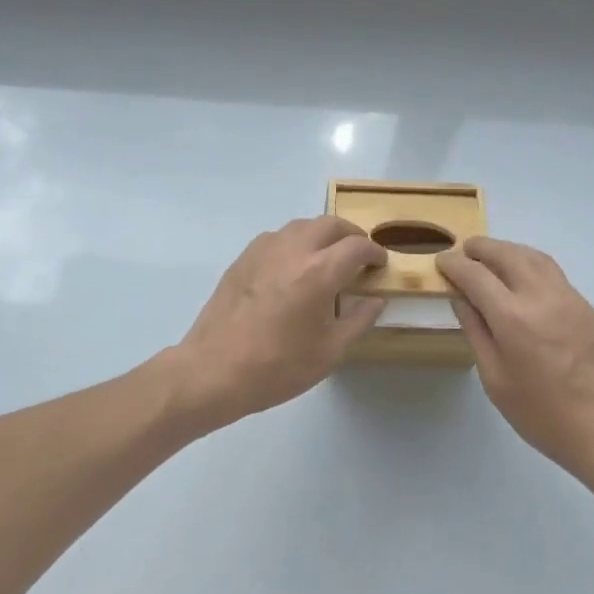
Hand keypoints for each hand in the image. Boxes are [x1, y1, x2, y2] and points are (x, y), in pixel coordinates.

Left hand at [168, 217, 386, 431]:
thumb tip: (375, 300)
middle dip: (350, 235)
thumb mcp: (329, 352)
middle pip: (330, 224)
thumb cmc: (277, 366)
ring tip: (327, 258)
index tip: (380, 264)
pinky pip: (278, 237)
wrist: (214, 369)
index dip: (374, 252)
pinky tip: (294, 267)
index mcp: (320, 271)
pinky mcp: (244, 257)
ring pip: (302, 225)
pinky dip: (295, 242)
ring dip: (322, 235)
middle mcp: (294, 249)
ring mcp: (265, 249)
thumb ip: (358, 320)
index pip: (357, 247)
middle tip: (358, 255)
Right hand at [439, 237, 593, 488]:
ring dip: (507, 250)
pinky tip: (523, 277)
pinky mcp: (587, 307)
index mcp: (513, 317)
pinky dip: (530, 263)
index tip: (441, 261)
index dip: (454, 264)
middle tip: (463, 251)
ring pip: (533, 256)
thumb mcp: (496, 381)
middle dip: (481, 248)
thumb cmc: (544, 416)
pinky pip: (552, 272)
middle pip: (506, 254)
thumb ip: (476, 333)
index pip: (475, 275)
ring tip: (491, 256)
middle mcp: (541, 296)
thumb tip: (461, 298)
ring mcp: (569, 298)